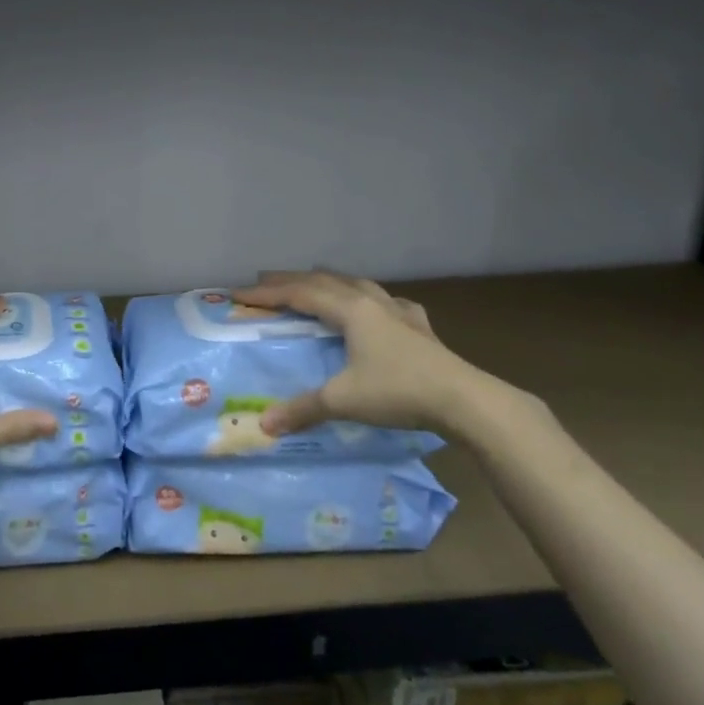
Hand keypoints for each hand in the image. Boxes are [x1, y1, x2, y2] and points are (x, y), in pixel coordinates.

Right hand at [231, 272, 508, 439]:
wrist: (465, 400)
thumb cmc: (399, 392)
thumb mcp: (344, 400)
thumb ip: (303, 408)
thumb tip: (265, 425)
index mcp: (350, 310)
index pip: (299, 294)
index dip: (267, 293)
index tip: (237, 294)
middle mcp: (372, 302)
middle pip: (324, 281)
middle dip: (291, 279)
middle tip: (264, 281)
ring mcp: (399, 312)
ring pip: (356, 284)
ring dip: (329, 281)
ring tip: (314, 282)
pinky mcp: (420, 327)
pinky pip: (387, 302)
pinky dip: (370, 298)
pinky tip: (378, 307)